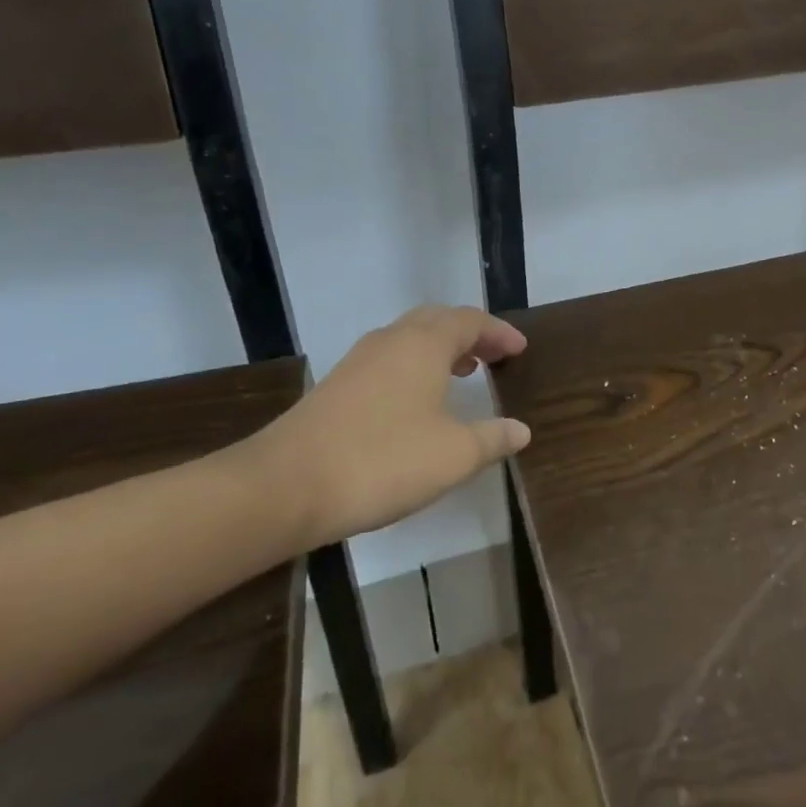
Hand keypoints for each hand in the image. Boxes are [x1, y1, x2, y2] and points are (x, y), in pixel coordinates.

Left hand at [246, 305, 530, 546]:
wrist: (285, 486)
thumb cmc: (383, 461)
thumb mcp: (453, 455)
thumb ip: (492, 438)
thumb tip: (521, 429)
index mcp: (424, 344)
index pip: (470, 320)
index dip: (499, 332)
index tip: (520, 349)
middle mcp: (391, 341)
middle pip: (437, 320)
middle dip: (469, 333)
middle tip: (493, 355)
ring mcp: (358, 362)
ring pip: (409, 338)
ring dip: (440, 348)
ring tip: (462, 372)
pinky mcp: (336, 386)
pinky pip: (388, 360)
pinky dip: (414, 367)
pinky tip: (416, 402)